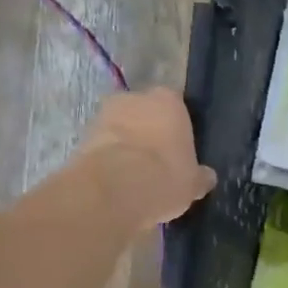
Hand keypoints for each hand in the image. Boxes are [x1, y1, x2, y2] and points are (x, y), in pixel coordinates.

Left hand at [76, 88, 215, 229]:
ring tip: (135, 175)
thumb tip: (206, 177)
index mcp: (169, 100)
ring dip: (127, 145)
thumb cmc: (164, 176)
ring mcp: (104, 115)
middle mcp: (135, 98)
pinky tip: (117, 181)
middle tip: (158, 161)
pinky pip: (103, 146)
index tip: (180, 148)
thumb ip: (200, 176)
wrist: (113, 189)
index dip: (177, 127)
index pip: (177, 105)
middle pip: (145, 112)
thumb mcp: (193, 183)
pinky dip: (109, 159)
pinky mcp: (82, 136)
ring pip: (121, 128)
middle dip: (149, 131)